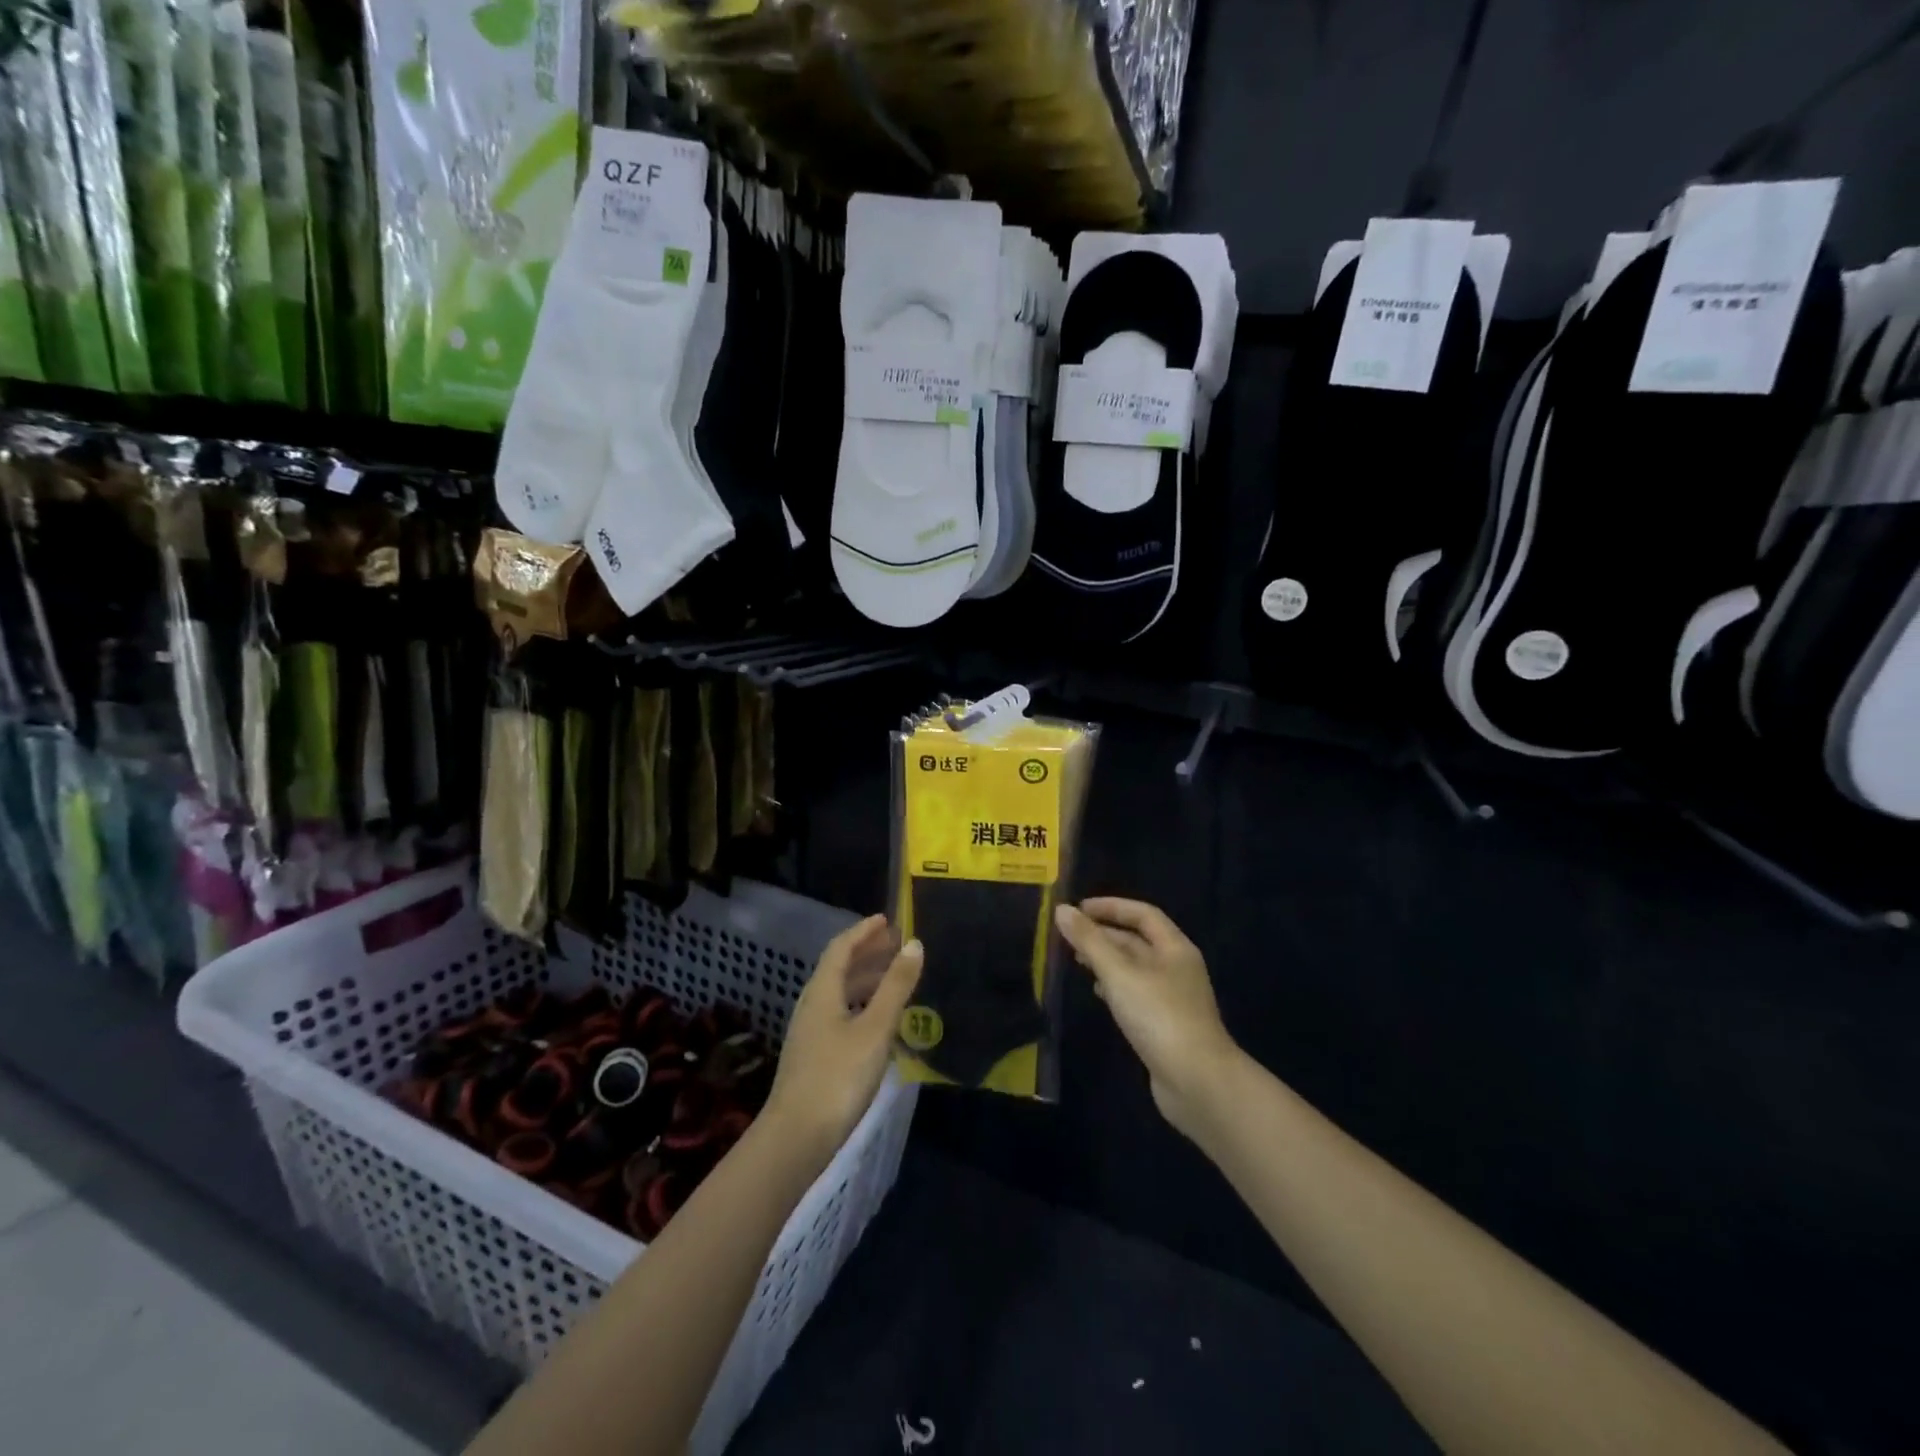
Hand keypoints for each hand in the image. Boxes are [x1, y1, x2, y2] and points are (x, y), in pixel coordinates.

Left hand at [765, 915, 922, 1163]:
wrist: (796, 1138)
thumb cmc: (838, 1076)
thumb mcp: (875, 1028)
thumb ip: (896, 986)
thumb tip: (914, 944)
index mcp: (822, 991)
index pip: (841, 948)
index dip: (863, 931)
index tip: (887, 920)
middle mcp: (812, 1005)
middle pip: (839, 968)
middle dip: (868, 953)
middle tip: (897, 944)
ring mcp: (811, 1032)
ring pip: (840, 993)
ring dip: (866, 979)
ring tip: (895, 977)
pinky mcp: (815, 1056)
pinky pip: (842, 1015)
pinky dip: (863, 1006)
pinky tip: (881, 1022)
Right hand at [1055, 898, 1239, 1139]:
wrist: (1197, 1082)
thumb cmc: (1159, 1016)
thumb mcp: (1119, 973)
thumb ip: (1090, 941)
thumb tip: (1061, 910)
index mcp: (1175, 948)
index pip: (1143, 914)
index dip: (1111, 907)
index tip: (1079, 909)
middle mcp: (1177, 967)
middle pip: (1138, 940)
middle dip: (1105, 934)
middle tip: (1070, 936)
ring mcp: (1173, 998)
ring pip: (1135, 968)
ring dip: (1107, 960)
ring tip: (1077, 961)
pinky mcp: (1165, 1025)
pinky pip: (1136, 993)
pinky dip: (1114, 987)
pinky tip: (1097, 993)